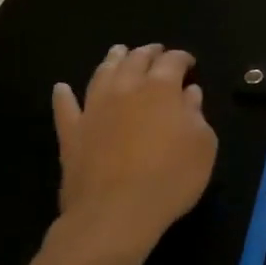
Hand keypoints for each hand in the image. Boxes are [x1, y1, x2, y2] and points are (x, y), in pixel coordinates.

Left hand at [49, 44, 217, 264]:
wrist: (116, 213)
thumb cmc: (170, 178)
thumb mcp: (202, 145)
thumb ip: (196, 114)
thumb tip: (189, 93)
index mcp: (161, 89)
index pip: (173, 61)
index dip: (182, 58)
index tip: (189, 63)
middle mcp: (125, 89)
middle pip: (135, 60)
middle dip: (148, 52)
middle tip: (155, 51)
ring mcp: (94, 109)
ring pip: (102, 74)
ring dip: (112, 61)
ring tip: (118, 52)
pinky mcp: (72, 133)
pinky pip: (65, 108)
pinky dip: (64, 96)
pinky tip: (62, 89)